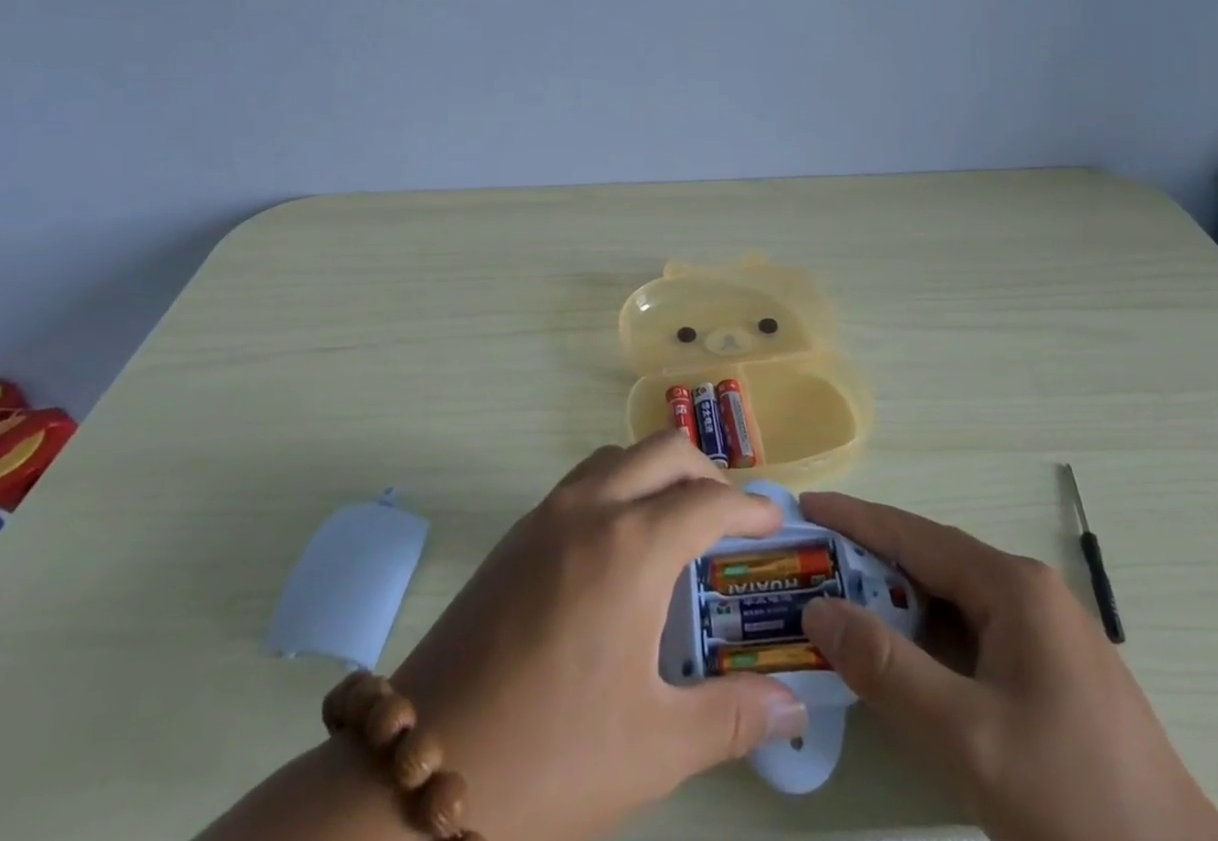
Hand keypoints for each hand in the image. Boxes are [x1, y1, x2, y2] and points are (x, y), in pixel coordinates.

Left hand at [391, 433, 806, 840]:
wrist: (422, 767)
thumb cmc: (551, 756)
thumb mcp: (655, 747)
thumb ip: (734, 718)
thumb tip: (795, 709)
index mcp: (631, 547)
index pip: (709, 500)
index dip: (750, 507)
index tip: (774, 523)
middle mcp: (591, 509)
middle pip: (664, 451)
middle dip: (708, 472)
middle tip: (731, 517)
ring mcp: (546, 514)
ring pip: (618, 455)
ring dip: (658, 470)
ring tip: (678, 520)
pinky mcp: (516, 534)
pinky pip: (583, 480)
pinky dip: (618, 484)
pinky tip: (620, 542)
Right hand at [798, 492, 1217, 840]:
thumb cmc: (1074, 803)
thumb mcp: (968, 739)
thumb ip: (887, 670)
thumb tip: (818, 609)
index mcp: (1014, 587)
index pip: (915, 535)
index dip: (856, 520)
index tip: (806, 507)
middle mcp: (1029, 594)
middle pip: (931, 563)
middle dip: (870, 565)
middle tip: (810, 568)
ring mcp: (1044, 634)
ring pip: (951, 603)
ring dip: (897, 606)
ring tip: (841, 612)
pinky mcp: (1049, 674)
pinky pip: (971, 637)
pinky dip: (927, 641)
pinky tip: (901, 665)